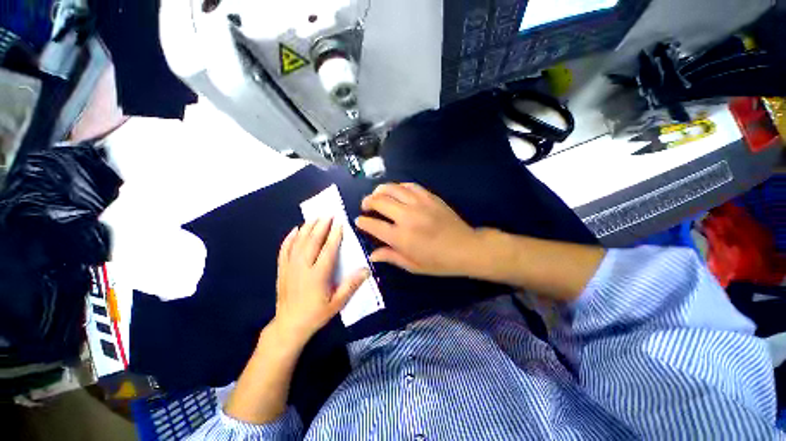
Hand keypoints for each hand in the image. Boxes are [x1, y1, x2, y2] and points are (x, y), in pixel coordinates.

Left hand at [274, 218, 369, 344]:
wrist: (289, 326)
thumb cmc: (316, 314)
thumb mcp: (337, 303)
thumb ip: (351, 285)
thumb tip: (366, 270)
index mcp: (318, 275)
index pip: (328, 250)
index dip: (334, 235)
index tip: (339, 223)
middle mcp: (303, 268)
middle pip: (312, 242)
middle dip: (320, 226)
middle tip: (327, 214)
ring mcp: (290, 268)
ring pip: (298, 243)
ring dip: (307, 228)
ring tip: (314, 217)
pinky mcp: (282, 270)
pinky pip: (284, 250)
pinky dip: (289, 239)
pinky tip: (294, 230)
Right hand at [355, 183, 482, 276]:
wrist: (466, 248)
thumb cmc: (439, 262)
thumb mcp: (413, 265)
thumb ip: (390, 257)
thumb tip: (372, 255)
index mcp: (401, 237)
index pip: (373, 225)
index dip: (362, 222)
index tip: (358, 221)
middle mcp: (407, 217)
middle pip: (379, 201)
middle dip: (367, 202)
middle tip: (365, 206)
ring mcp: (419, 204)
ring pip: (392, 189)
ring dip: (380, 190)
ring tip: (376, 195)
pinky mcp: (429, 197)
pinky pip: (409, 186)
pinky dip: (399, 187)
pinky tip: (396, 191)